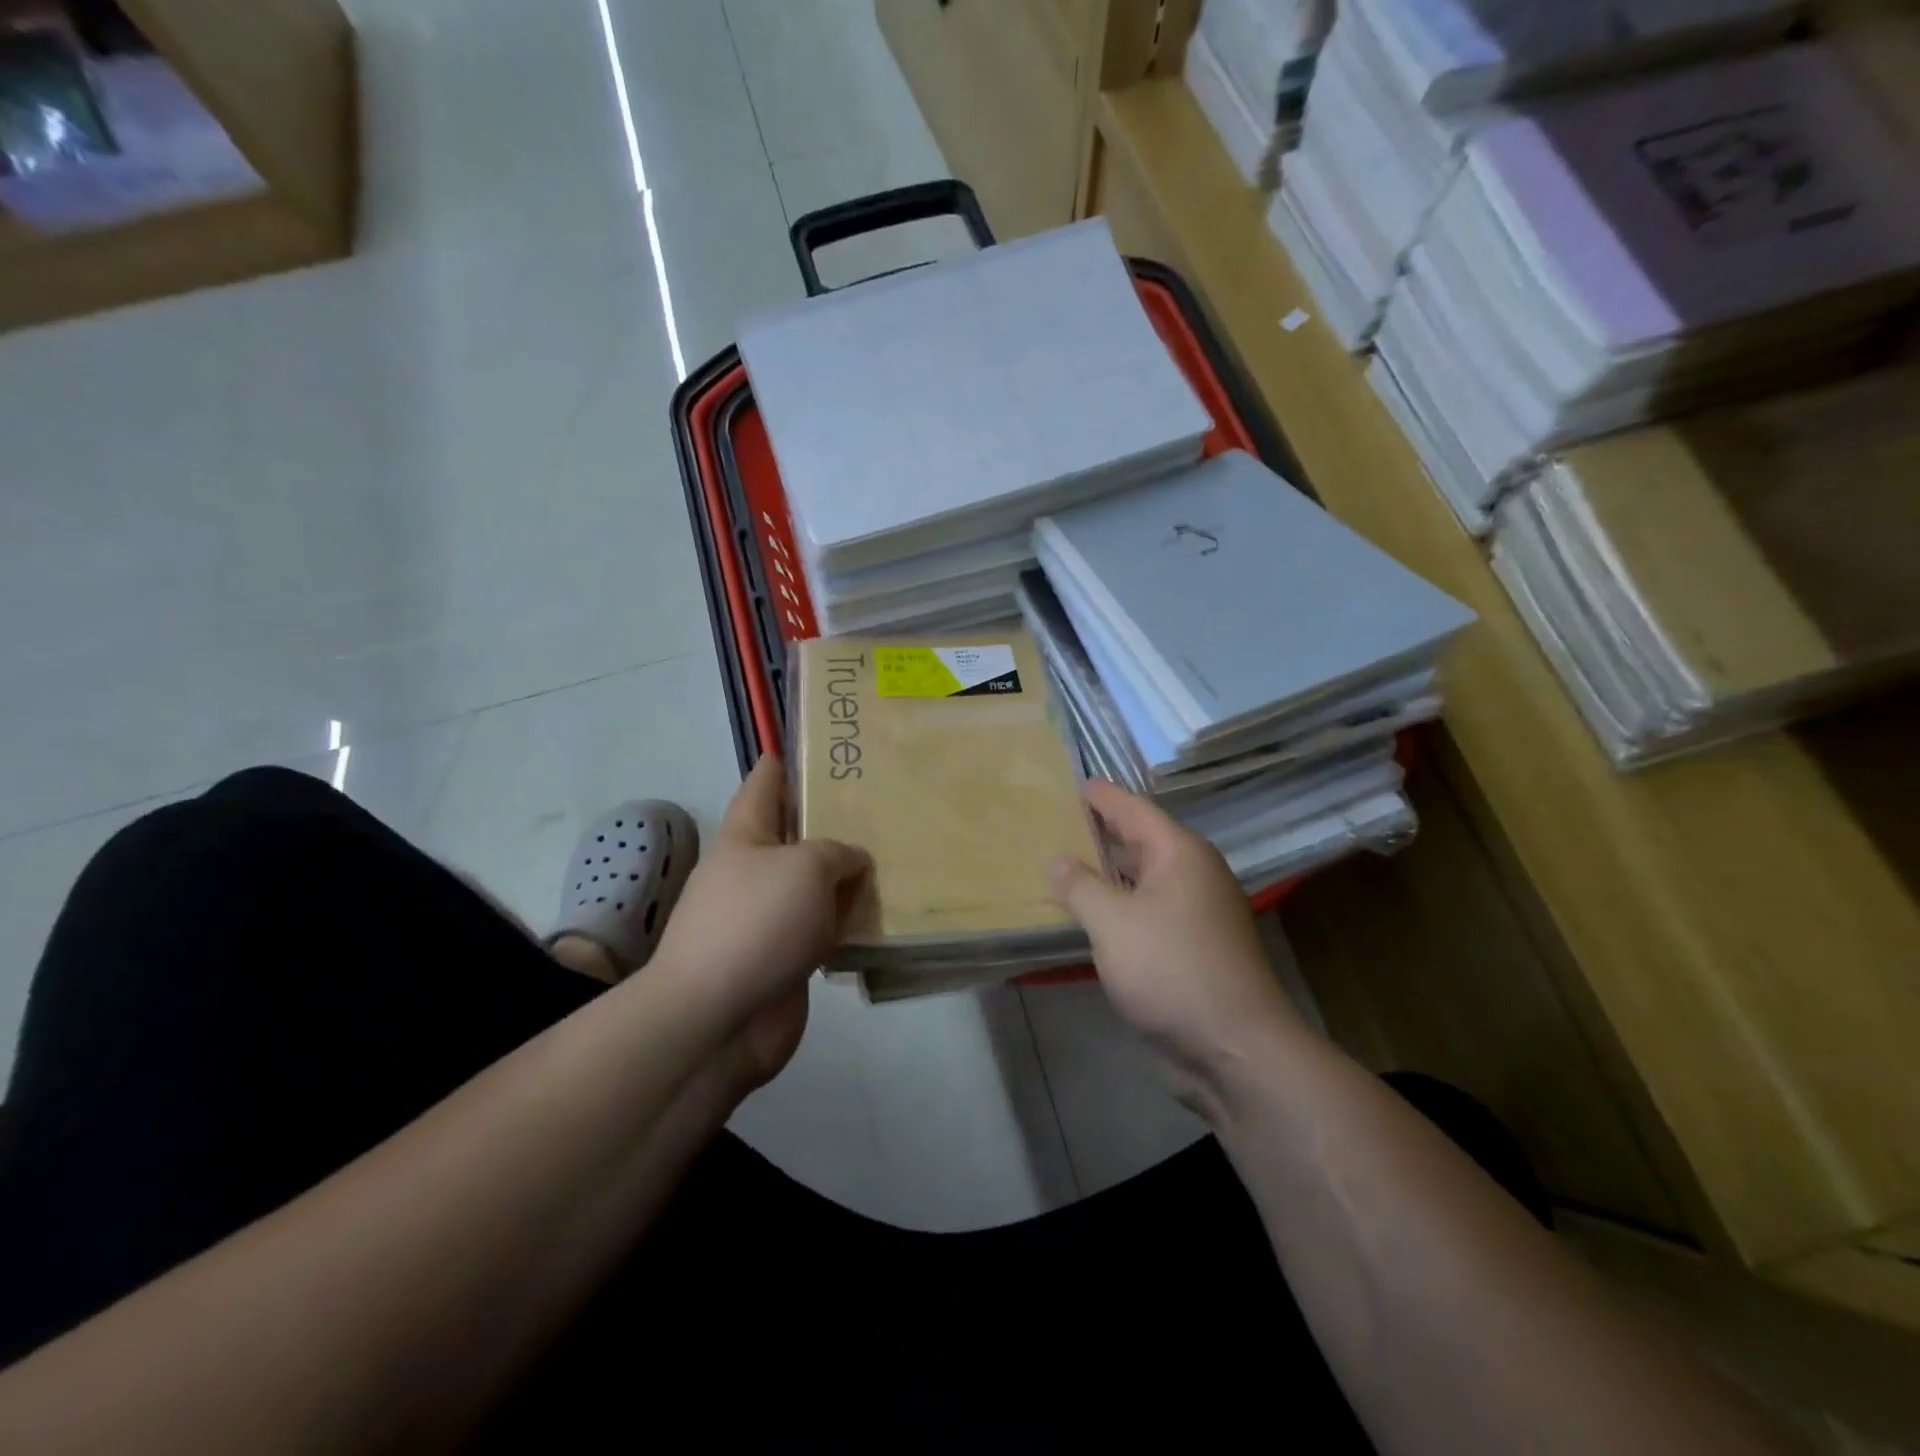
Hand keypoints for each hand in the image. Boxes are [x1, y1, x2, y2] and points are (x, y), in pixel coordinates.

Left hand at [652, 756, 870, 1084]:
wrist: (719, 1018)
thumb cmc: (757, 923)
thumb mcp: (806, 867)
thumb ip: (837, 852)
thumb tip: (851, 862)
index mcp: (745, 837)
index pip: (764, 785)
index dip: (785, 763)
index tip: (814, 747)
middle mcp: (754, 872)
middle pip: (795, 836)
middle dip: (831, 821)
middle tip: (881, 805)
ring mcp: (768, 918)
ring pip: (815, 886)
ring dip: (847, 877)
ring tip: (894, 858)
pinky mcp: (785, 959)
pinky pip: (824, 930)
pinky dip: (848, 923)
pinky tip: (883, 916)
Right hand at [1050, 780, 1305, 1112]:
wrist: (1234, 1048)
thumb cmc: (1171, 969)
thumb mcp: (1113, 923)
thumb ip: (1080, 886)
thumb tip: (1059, 861)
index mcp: (1179, 853)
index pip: (1133, 809)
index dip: (1101, 796)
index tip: (1071, 782)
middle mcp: (1191, 874)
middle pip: (1138, 841)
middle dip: (1098, 831)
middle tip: (1053, 820)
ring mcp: (1194, 912)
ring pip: (1141, 879)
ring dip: (1105, 872)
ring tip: (1060, 862)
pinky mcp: (1190, 947)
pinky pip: (1145, 911)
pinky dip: (1116, 905)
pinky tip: (1087, 913)